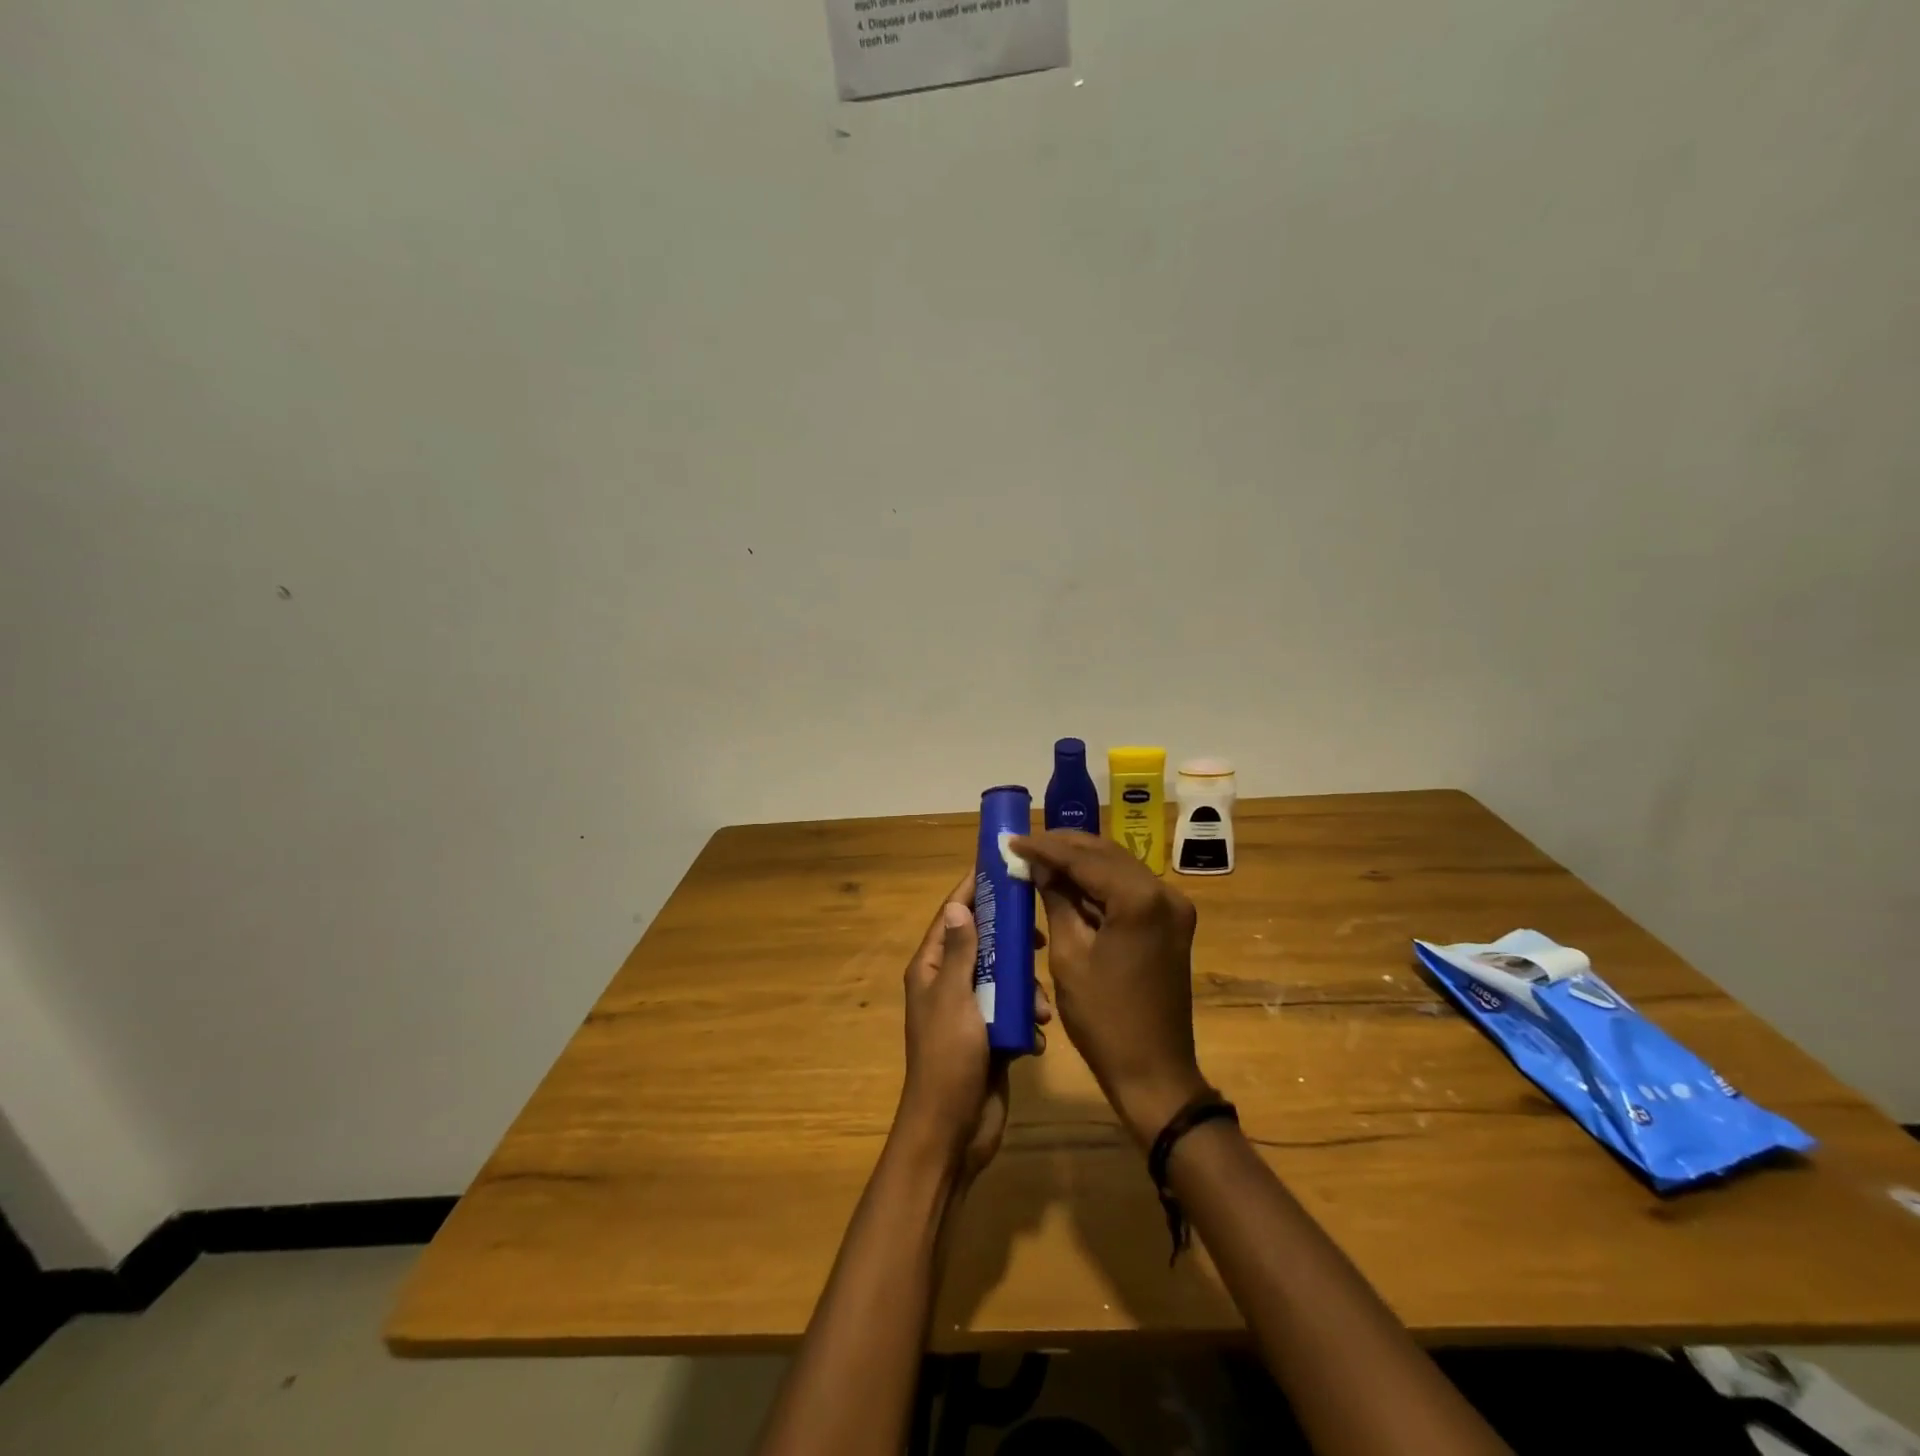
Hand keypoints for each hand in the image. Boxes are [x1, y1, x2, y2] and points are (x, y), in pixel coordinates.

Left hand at [897, 876, 1049, 1180]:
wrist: (953, 1131)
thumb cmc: (949, 1059)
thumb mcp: (955, 998)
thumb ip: (960, 951)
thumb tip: (956, 905)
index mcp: (931, 969)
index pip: (951, 916)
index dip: (972, 891)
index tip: (999, 868)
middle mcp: (948, 983)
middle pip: (983, 943)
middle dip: (1011, 942)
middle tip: (1038, 937)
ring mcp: (970, 1011)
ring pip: (1003, 979)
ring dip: (1024, 990)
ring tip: (1040, 1007)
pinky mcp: (989, 1035)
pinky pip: (1011, 1012)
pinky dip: (1025, 1019)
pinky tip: (1034, 1036)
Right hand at [1011, 831, 1207, 1145]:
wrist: (1154, 1072)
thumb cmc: (1104, 1020)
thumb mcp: (1069, 955)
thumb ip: (1056, 900)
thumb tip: (1039, 865)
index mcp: (1139, 900)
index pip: (1084, 859)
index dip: (1045, 847)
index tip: (1012, 840)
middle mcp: (1164, 893)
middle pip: (1106, 854)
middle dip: (1064, 847)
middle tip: (1024, 845)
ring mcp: (1173, 908)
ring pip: (1119, 868)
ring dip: (1081, 862)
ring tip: (1040, 858)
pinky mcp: (1172, 922)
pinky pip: (1130, 889)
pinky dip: (1099, 884)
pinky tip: (1069, 883)